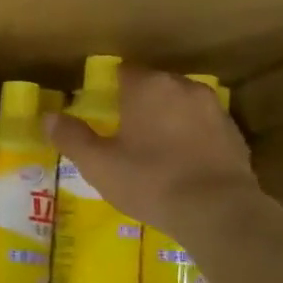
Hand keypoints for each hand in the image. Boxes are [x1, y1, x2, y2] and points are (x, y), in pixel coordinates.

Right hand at [48, 67, 258, 235]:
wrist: (218, 210)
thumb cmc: (149, 180)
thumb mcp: (98, 163)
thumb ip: (71, 137)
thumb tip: (48, 117)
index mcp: (148, 87)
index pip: (123, 71)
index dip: (109, 88)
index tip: (100, 109)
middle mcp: (183, 87)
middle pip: (154, 85)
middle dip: (139, 102)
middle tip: (123, 131)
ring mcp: (214, 109)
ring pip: (181, 105)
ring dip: (167, 118)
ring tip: (153, 147)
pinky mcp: (235, 134)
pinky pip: (203, 127)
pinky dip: (190, 137)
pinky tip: (181, 162)